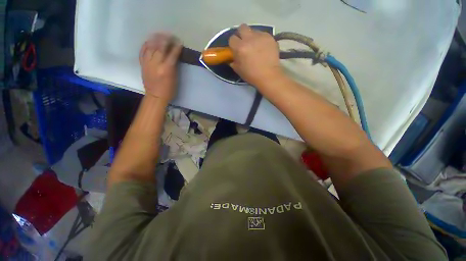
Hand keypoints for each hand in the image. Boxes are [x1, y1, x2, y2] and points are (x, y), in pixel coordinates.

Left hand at [140, 33, 182, 101]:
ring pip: (150, 47)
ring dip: (155, 39)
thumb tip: (174, 57)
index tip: (179, 42)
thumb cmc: (169, 90)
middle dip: (166, 40)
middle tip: (170, 35)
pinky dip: (145, 45)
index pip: (172, 55)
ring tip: (159, 34)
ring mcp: (147, 63)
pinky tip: (148, 41)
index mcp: (166, 69)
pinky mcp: (142, 64)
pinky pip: (142, 52)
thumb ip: (174, 67)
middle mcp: (156, 64)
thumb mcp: (175, 79)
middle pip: (160, 48)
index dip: (176, 48)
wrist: (155, 96)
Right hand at [228, 24, 282, 86]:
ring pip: (253, 30)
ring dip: (252, 37)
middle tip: (245, 43)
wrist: (269, 75)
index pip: (232, 38)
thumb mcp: (238, 70)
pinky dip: (261, 40)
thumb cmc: (252, 75)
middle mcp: (249, 38)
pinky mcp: (269, 37)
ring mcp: (260, 36)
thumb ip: (234, 61)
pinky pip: (262, 34)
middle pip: (242, 27)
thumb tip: (232, 57)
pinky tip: (264, 48)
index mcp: (240, 47)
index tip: (236, 49)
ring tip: (256, 46)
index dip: (233, 44)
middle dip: (242, 34)